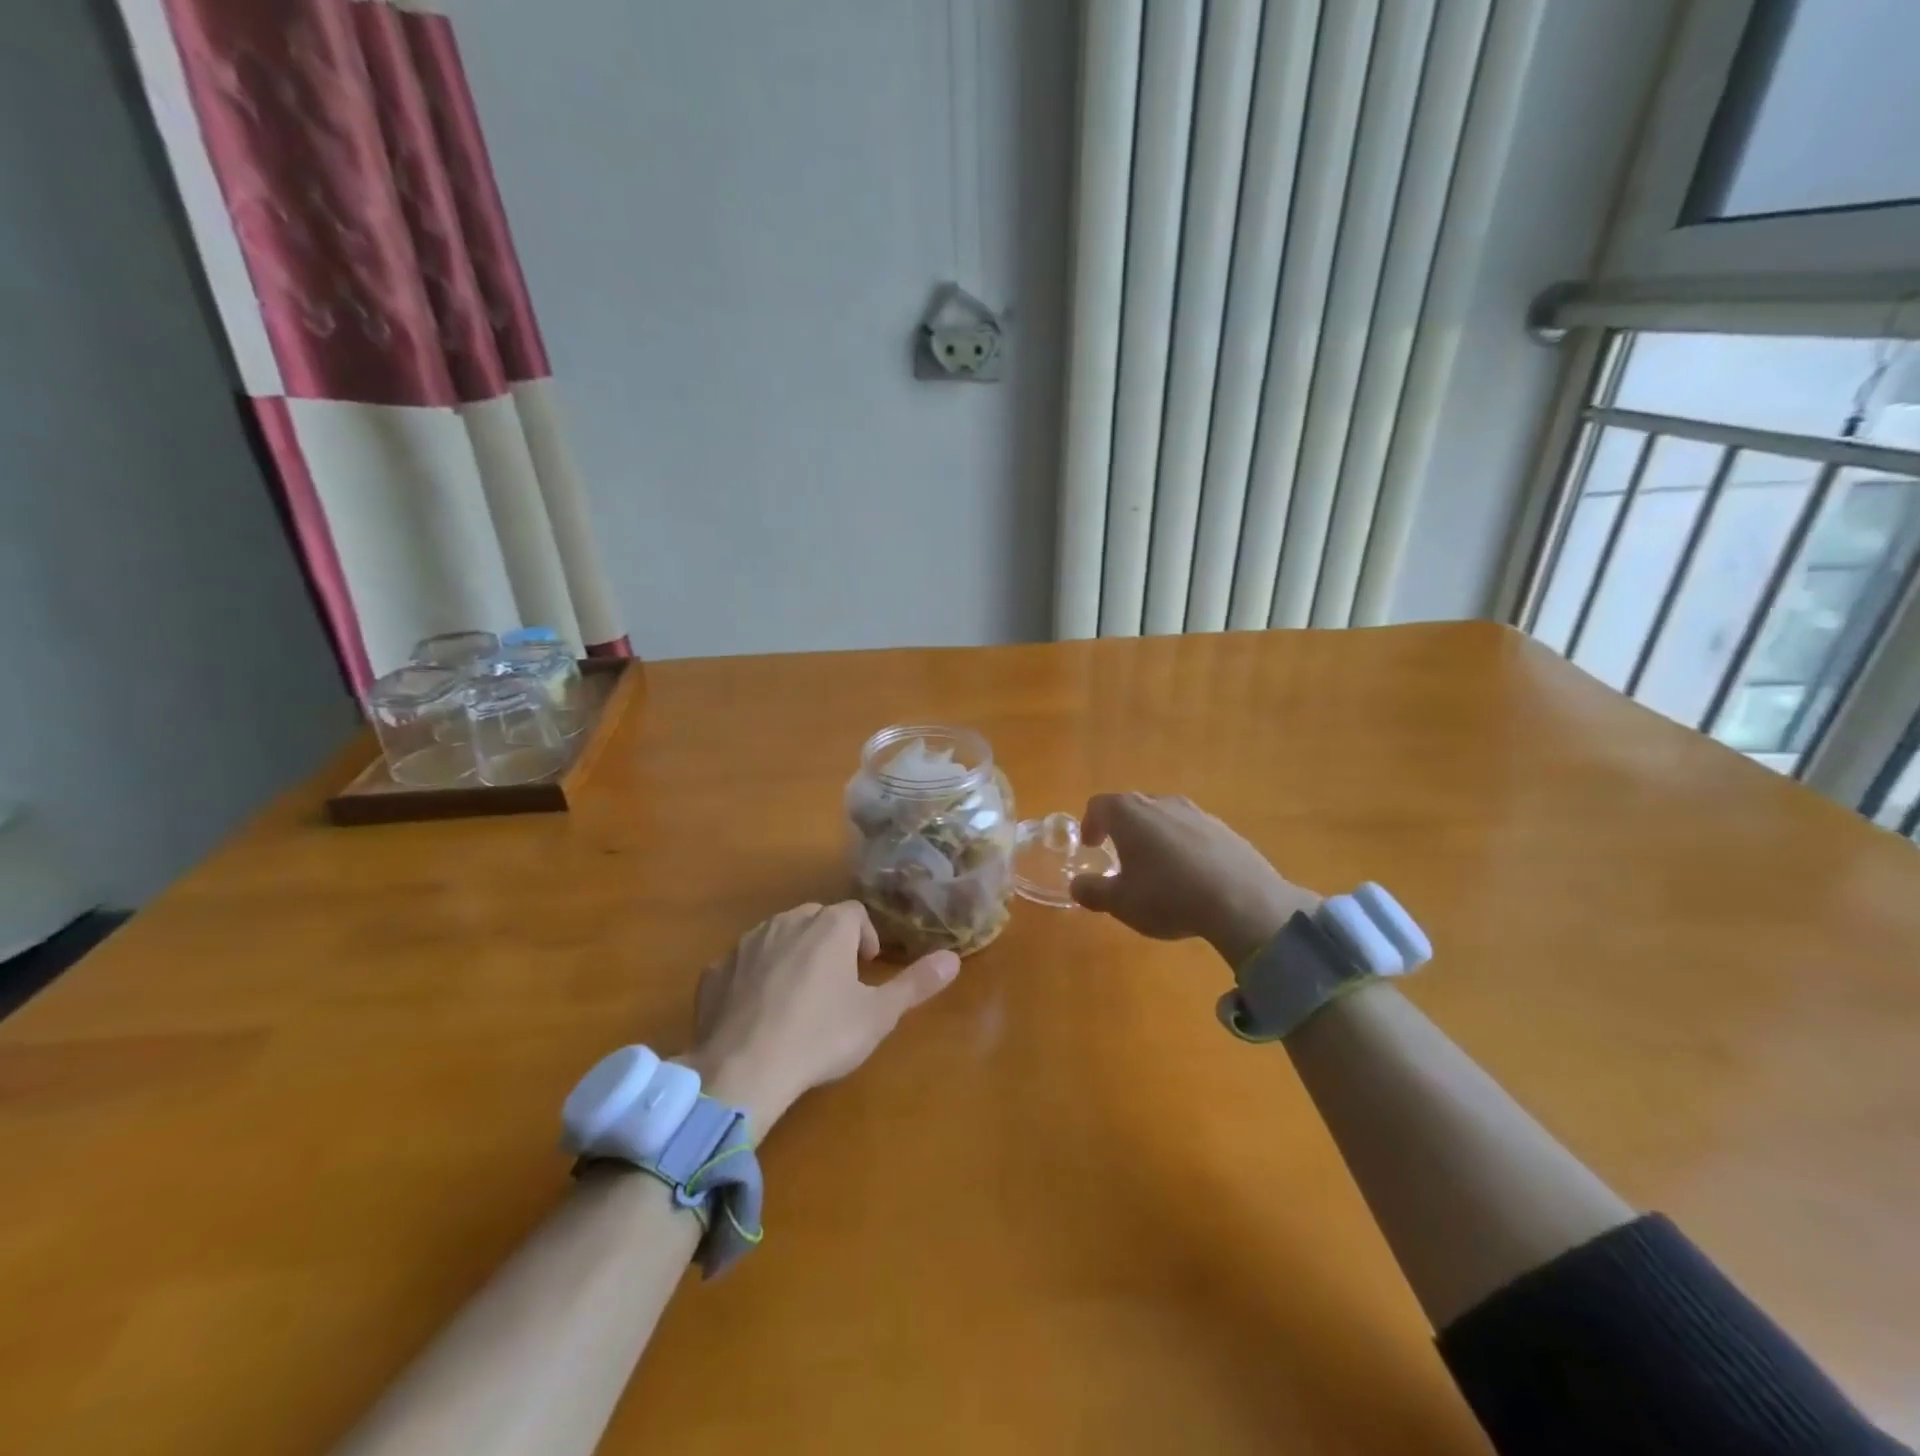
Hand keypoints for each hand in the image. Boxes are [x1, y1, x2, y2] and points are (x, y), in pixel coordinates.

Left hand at [681, 901, 959, 1139]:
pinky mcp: (715, 971)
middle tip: (836, 984)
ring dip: (792, 955)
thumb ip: (916, 984)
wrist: (741, 1071)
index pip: (855, 913)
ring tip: (799, 997)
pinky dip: (754, 978)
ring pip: (777, 936)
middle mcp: (786, 923)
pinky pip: (742, 964)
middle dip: (829, 942)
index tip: (866, 970)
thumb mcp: (878, 1016)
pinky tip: (758, 1013)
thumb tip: (953, 958)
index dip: (865, 938)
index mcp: (828, 927)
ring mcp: (746, 944)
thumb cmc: (820, 1038)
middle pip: (815, 919)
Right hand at [1069, 792, 1319, 968]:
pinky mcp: (1225, 829)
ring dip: (1154, 837)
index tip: (1092, 846)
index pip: (1099, 805)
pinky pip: (1193, 831)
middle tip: (1120, 857)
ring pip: (1165, 817)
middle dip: (1122, 829)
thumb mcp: (1121, 903)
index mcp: (1129, 813)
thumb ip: (1093, 891)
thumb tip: (1077, 884)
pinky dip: (1184, 846)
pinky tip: (1191, 876)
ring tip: (1157, 868)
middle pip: (1133, 807)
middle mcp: (1161, 803)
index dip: (1090, 824)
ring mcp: (1197, 813)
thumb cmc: (1168, 897)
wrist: (1244, 902)